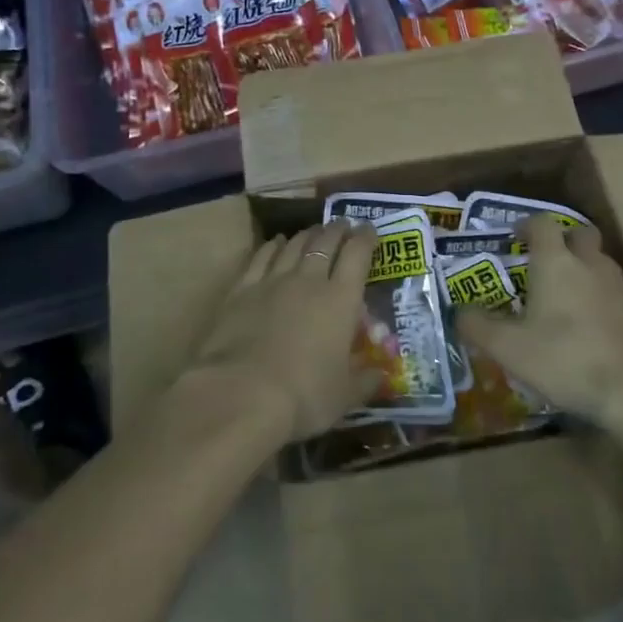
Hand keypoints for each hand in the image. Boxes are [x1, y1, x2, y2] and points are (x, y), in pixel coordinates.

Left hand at [185, 221, 378, 441]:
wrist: (241, 393)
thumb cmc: (303, 396)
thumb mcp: (344, 397)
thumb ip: (365, 382)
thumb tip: (381, 376)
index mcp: (341, 300)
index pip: (357, 255)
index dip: (365, 238)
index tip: (370, 229)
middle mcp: (309, 280)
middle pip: (325, 242)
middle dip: (337, 230)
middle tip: (344, 224)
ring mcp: (273, 281)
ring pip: (294, 245)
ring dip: (307, 234)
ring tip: (314, 230)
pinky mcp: (242, 289)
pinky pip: (261, 257)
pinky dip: (273, 245)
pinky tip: (277, 242)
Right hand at [456, 215, 622, 425]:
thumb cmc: (564, 358)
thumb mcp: (508, 348)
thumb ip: (478, 326)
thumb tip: (459, 312)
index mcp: (555, 261)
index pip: (542, 224)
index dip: (528, 226)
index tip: (515, 238)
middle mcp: (587, 263)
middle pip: (578, 234)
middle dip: (561, 241)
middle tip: (542, 261)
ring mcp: (615, 286)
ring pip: (596, 260)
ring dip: (580, 267)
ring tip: (561, 293)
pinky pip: (609, 288)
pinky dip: (595, 294)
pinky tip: (583, 322)